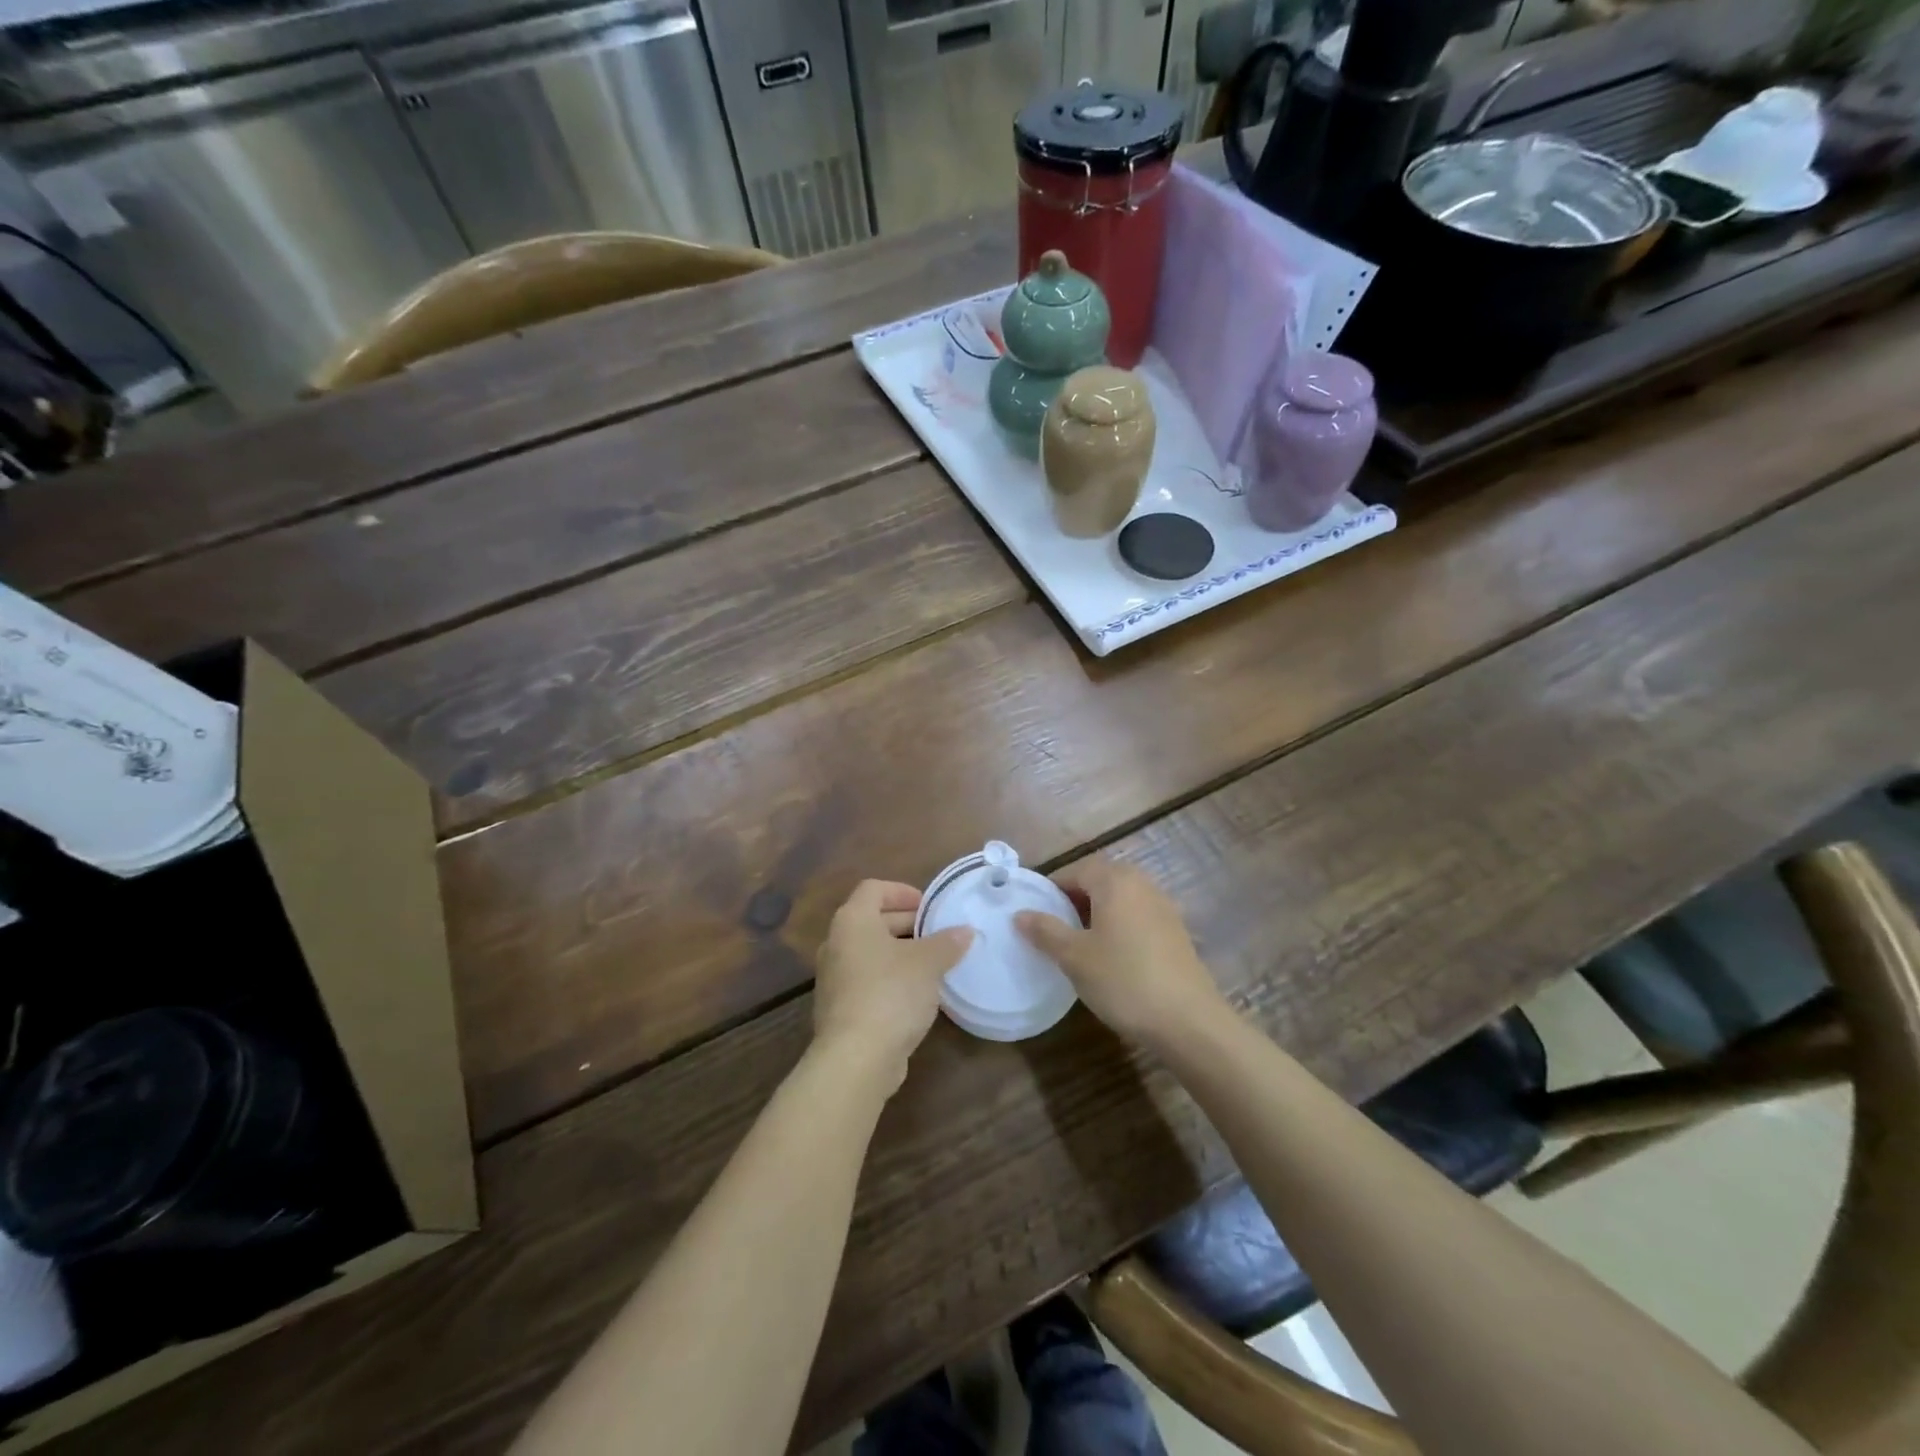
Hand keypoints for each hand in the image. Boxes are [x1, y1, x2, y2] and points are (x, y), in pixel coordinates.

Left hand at [813, 880, 972, 1088]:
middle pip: (872, 919)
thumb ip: (947, 942)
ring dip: (901, 952)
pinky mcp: (840, 1008)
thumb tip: (965, 931)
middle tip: (938, 933)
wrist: (856, 1058)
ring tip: (935, 962)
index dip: (903, 891)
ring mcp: (835, 977)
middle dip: (907, 922)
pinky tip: (918, 994)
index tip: (929, 906)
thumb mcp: (928, 963)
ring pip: (871, 952)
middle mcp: (836, 943)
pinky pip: (868, 979)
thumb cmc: (891, 993)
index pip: (873, 889)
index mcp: (852, 921)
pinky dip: (891, 977)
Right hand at [1014, 858, 1226, 1049]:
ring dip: (1098, 910)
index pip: (1076, 869)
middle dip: (1076, 896)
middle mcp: (1141, 884)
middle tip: (1055, 924)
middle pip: (1101, 878)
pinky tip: (1112, 954)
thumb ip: (1045, 931)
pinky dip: (1119, 924)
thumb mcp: (1074, 957)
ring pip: (1121, 896)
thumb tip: (1019, 914)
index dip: (1052, 886)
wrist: (1189, 1020)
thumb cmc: (1123, 980)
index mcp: (1115, 881)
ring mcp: (1163, 906)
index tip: (1035, 910)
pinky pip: (1138, 914)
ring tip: (1080, 940)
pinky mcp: (1176, 931)